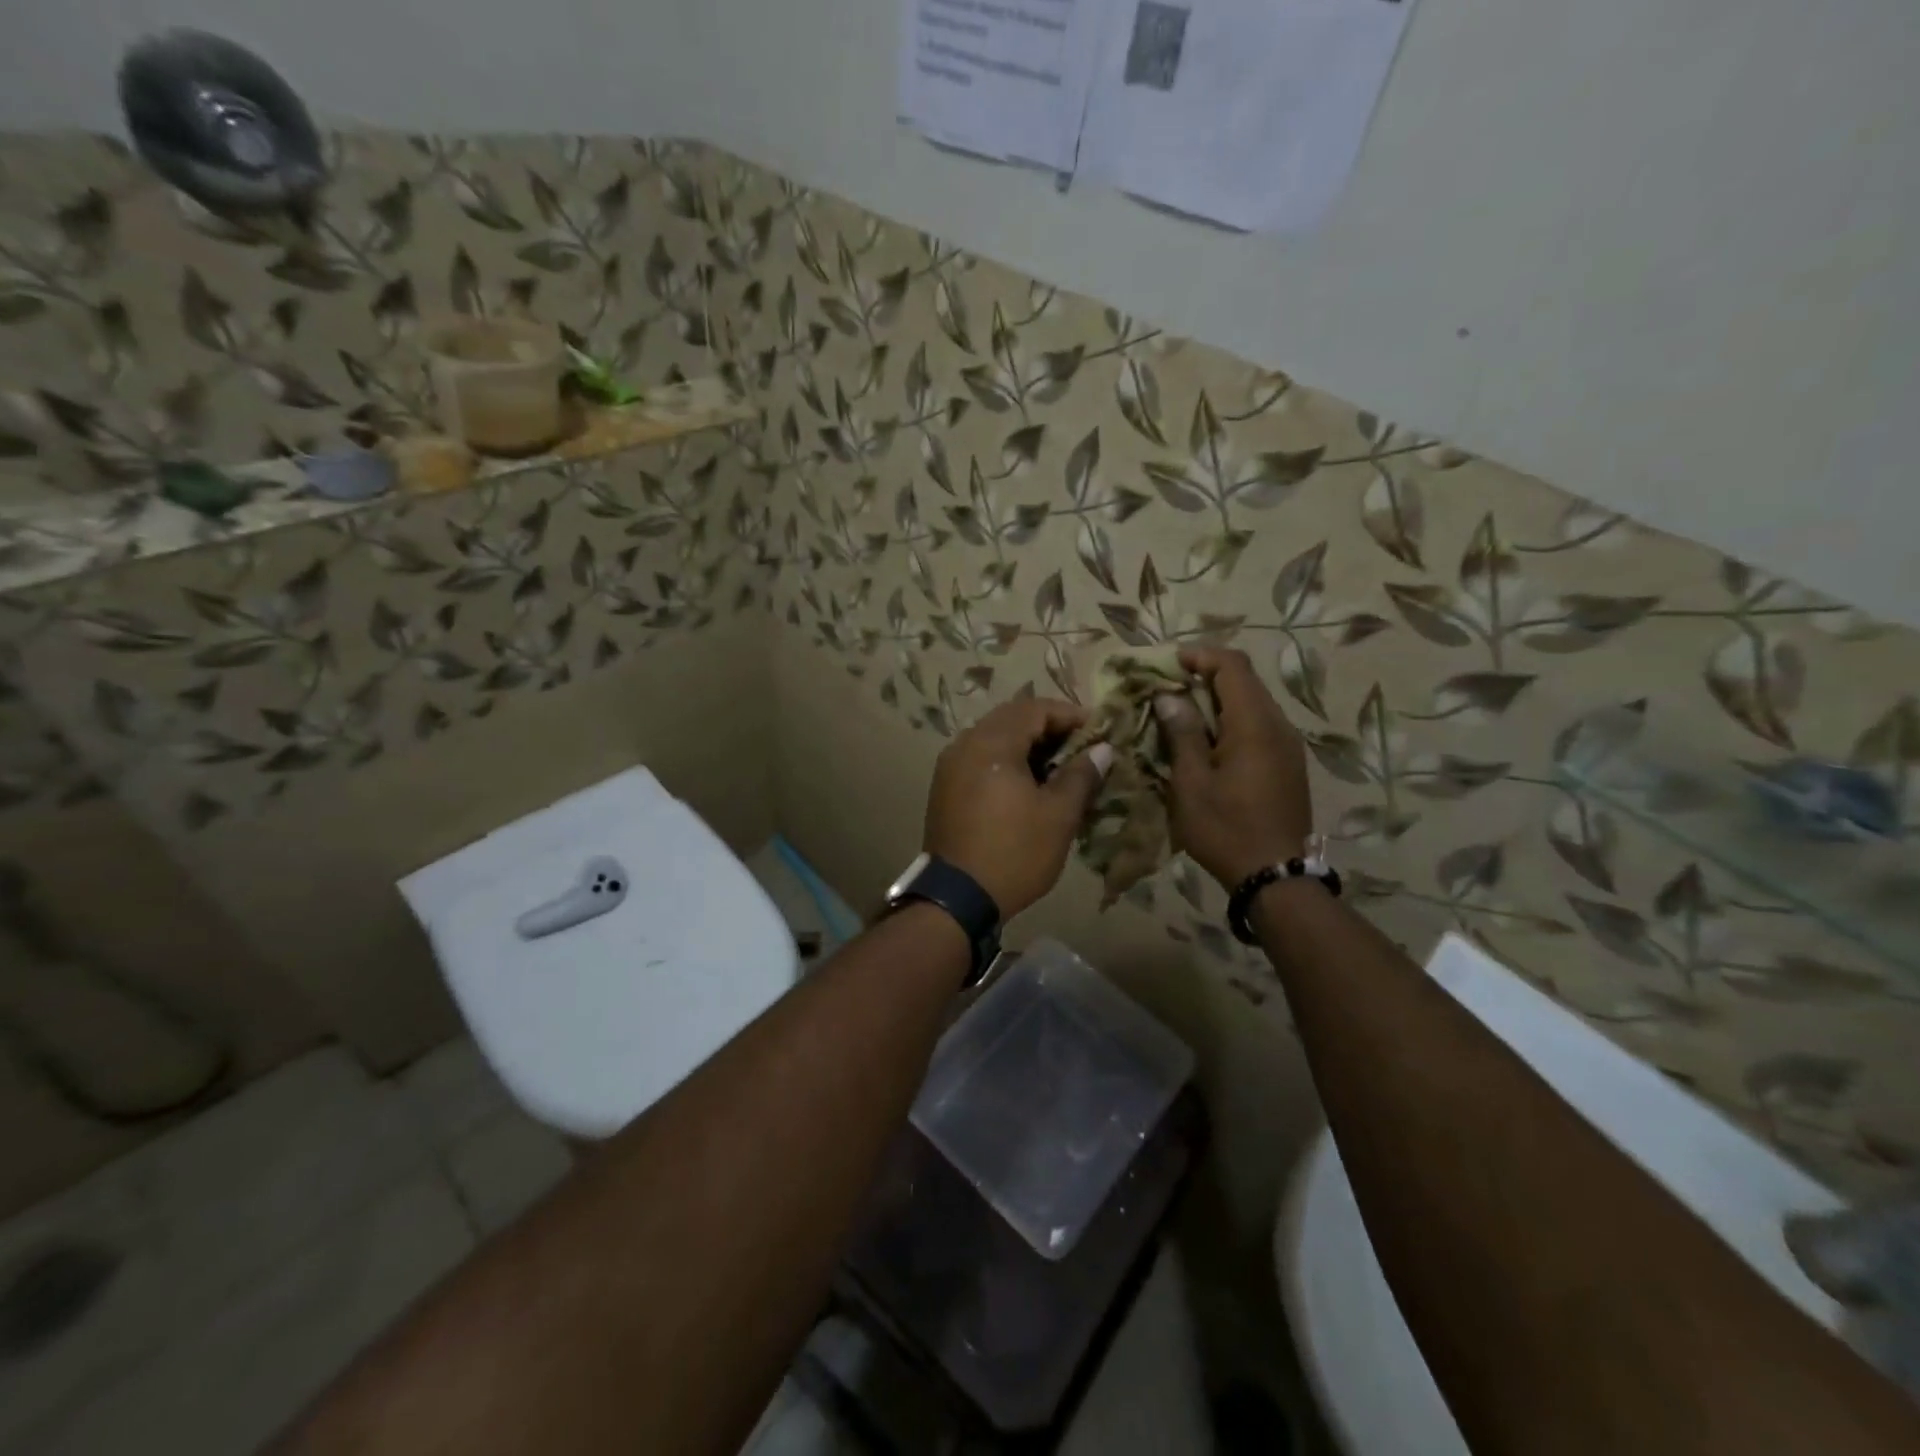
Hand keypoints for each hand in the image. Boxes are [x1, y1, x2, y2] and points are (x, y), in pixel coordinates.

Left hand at [924, 698, 1112, 917]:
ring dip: (1027, 744)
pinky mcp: (944, 787)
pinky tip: (1027, 784)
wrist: (957, 898)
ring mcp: (950, 766)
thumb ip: (1081, 775)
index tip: (1099, 732)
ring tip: (1058, 768)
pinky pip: (980, 758)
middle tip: (1081, 748)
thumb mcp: (1058, 815)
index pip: (1035, 708)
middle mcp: (965, 744)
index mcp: (992, 742)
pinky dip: (1006, 760)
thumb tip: (1102, 749)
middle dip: (1049, 728)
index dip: (1070, 715)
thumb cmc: (1014, 852)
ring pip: (994, 737)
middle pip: (1012, 718)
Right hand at [1156, 647, 1313, 889]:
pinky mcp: (1287, 763)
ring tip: (1180, 715)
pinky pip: (1258, 726)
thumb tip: (1170, 697)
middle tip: (1166, 689)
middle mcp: (1278, 726)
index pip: (1232, 665)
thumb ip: (1182, 733)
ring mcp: (1287, 745)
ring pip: (1251, 703)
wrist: (1275, 876)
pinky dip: (1230, 721)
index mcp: (1254, 724)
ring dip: (1216, 700)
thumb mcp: (1191, 782)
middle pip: (1244, 681)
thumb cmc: (1225, 829)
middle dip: (1204, 676)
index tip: (1166, 665)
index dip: (1199, 656)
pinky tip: (1206, 742)